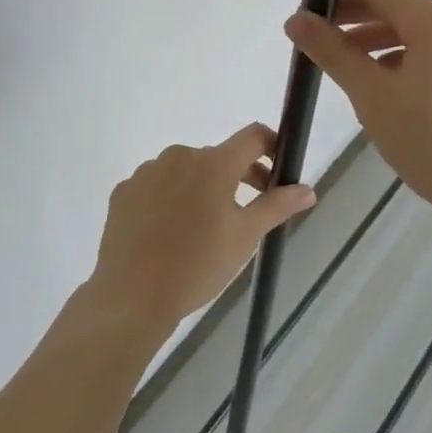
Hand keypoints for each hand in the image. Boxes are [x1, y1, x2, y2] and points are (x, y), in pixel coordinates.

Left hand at [85, 123, 315, 338]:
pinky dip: (169, 200)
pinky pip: (156, 186)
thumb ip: (277, 205)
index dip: (272, 146)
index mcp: (213, 163)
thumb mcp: (245, 236)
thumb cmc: (198, 265)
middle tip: (248, 211)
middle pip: (219, 156)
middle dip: (238, 177)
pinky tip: (169, 233)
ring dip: (201, 189)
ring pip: (185, 172)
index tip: (279, 170)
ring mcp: (147, 171)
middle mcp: (180, 155)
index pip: (253, 136)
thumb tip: (307, 189)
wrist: (132, 296)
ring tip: (203, 229)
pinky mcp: (124, 190)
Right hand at [284, 0, 431, 238]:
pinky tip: (386, 80)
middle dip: (355, 13)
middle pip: (399, 3)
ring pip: (419, 27)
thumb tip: (296, 20)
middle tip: (317, 30)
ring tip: (345, 59)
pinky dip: (407, 54)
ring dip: (379, 36)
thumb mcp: (373, 98)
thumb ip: (333, 52)